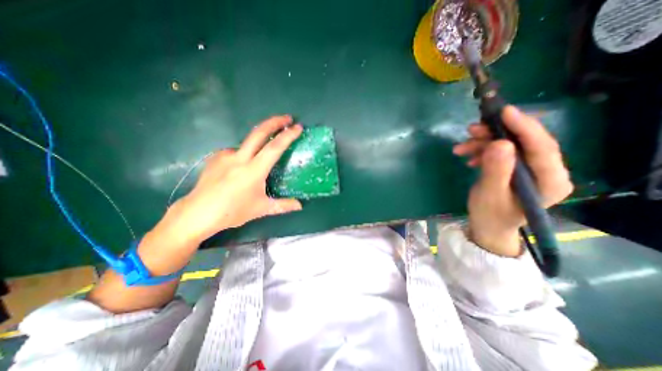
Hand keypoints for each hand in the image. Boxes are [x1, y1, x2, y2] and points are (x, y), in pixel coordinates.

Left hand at [164, 115, 302, 244]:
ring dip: (258, 143)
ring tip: (260, 159)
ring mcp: (225, 155)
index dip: (288, 135)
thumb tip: (300, 206)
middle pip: (259, 132)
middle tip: (287, 118)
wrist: (198, 213)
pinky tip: (241, 166)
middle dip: (274, 122)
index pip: (274, 147)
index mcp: (253, 170)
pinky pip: (235, 151)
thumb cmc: (233, 212)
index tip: (297, 127)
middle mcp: (240, 158)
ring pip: (247, 143)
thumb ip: (283, 205)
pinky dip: (243, 155)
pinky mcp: (216, 157)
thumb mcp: (262, 209)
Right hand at [451, 106, 575, 256]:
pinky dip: (482, 151)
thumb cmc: (490, 215)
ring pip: (510, 145)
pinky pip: (501, 152)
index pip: (542, 147)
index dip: (524, 127)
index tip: (504, 111)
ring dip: (484, 143)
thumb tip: (500, 143)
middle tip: (471, 130)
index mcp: (550, 181)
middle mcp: (546, 171)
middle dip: (496, 133)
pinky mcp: (516, 168)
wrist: (487, 227)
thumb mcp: (489, 194)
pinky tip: (468, 157)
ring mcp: (531, 169)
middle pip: (525, 142)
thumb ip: (496, 170)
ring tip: (461, 148)